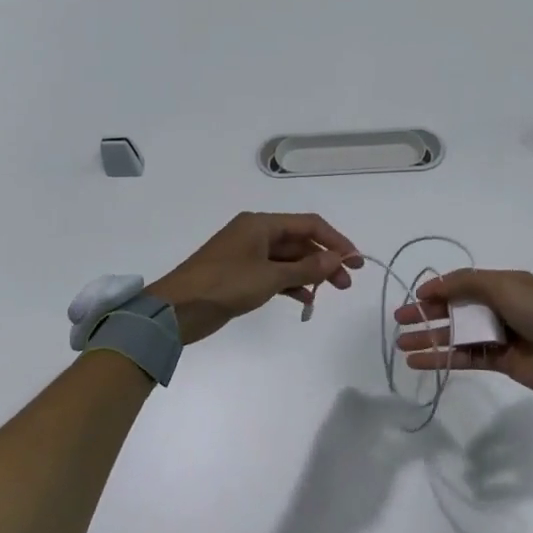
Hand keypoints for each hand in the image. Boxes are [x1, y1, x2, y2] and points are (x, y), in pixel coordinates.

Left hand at [149, 213, 363, 344]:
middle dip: (325, 259)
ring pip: (289, 259)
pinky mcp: (241, 275)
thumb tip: (338, 258)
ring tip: (332, 293)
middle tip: (346, 283)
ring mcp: (248, 254)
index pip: (309, 224)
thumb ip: (307, 268)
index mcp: (261, 223)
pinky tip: (306, 299)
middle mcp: (256, 233)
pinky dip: (292, 283)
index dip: (335, 240)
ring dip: (311, 273)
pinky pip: (275, 274)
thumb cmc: (224, 284)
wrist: (177, 309)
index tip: (355, 261)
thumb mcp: (270, 277)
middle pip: (300, 241)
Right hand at [394, 269, 532, 397]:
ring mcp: (498, 335)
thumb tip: (432, 286)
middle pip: (455, 309)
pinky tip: (419, 361)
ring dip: (429, 338)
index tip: (414, 298)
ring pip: (456, 335)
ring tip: (401, 344)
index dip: (437, 290)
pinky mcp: (498, 361)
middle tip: (399, 321)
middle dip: (426, 314)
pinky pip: (464, 356)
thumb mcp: (502, 286)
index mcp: (503, 285)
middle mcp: (498, 308)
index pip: (462, 284)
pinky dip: (441, 358)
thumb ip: (465, 283)